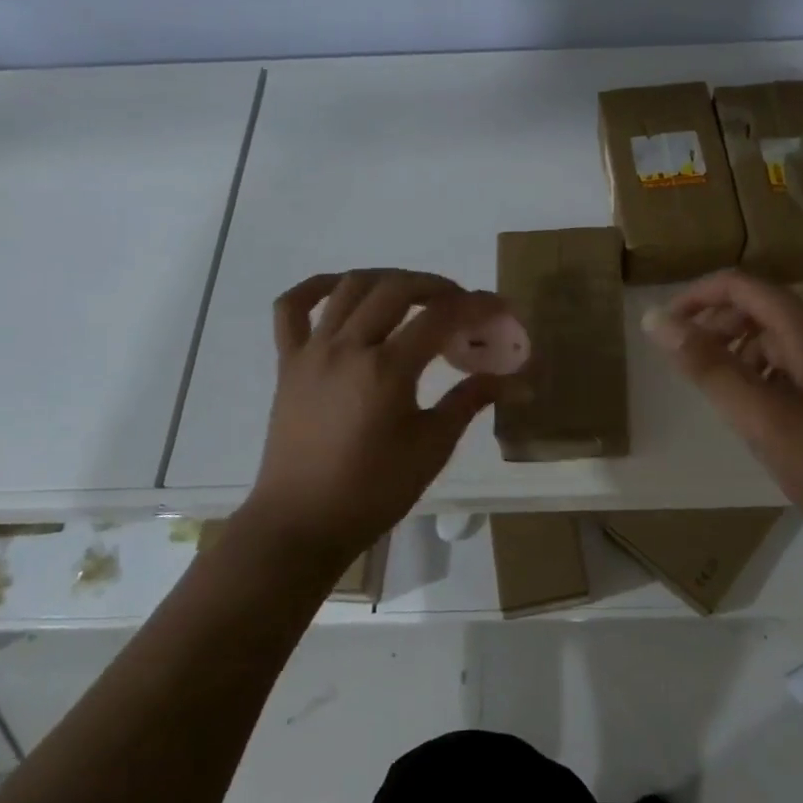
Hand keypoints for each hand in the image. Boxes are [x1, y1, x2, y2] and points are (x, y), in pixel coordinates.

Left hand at [245, 269, 504, 572]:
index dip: (477, 306)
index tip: (501, 308)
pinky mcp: (287, 363)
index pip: (440, 317)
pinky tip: (340, 288)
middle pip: (395, 288)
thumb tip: (515, 381)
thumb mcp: (432, 448)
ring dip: (388, 279)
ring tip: (413, 294)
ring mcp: (312, 351)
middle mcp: (347, 347)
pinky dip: (315, 287)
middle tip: (460, 304)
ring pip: (349, 287)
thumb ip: (470, 401)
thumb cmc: (373, 491)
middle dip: (436, 286)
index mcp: (386, 370)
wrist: (301, 523)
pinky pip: (291, 308)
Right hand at [642, 270, 802, 545]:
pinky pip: (792, 360)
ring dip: (738, 350)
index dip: (698, 297)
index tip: (665, 326)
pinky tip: (754, 407)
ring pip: (775, 335)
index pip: (742, 286)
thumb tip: (655, 320)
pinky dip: (762, 371)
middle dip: (717, 325)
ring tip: (717, 389)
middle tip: (687, 363)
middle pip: (759, 306)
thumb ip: (707, 366)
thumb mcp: (759, 416)